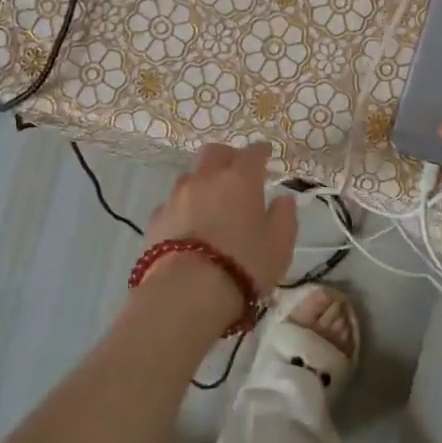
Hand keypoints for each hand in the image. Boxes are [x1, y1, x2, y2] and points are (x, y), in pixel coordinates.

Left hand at [144, 143, 297, 298]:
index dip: (261, 151)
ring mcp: (177, 196)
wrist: (187, 291)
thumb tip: (283, 199)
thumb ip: (284, 217)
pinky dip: (183, 207)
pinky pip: (172, 203)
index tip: (267, 154)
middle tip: (237, 170)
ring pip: (190, 175)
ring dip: (203, 181)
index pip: (253, 153)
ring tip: (211, 200)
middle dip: (228, 156)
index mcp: (240, 179)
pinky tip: (188, 224)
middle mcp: (206, 179)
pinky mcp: (156, 218)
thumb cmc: (243, 264)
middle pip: (215, 152)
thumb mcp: (279, 245)